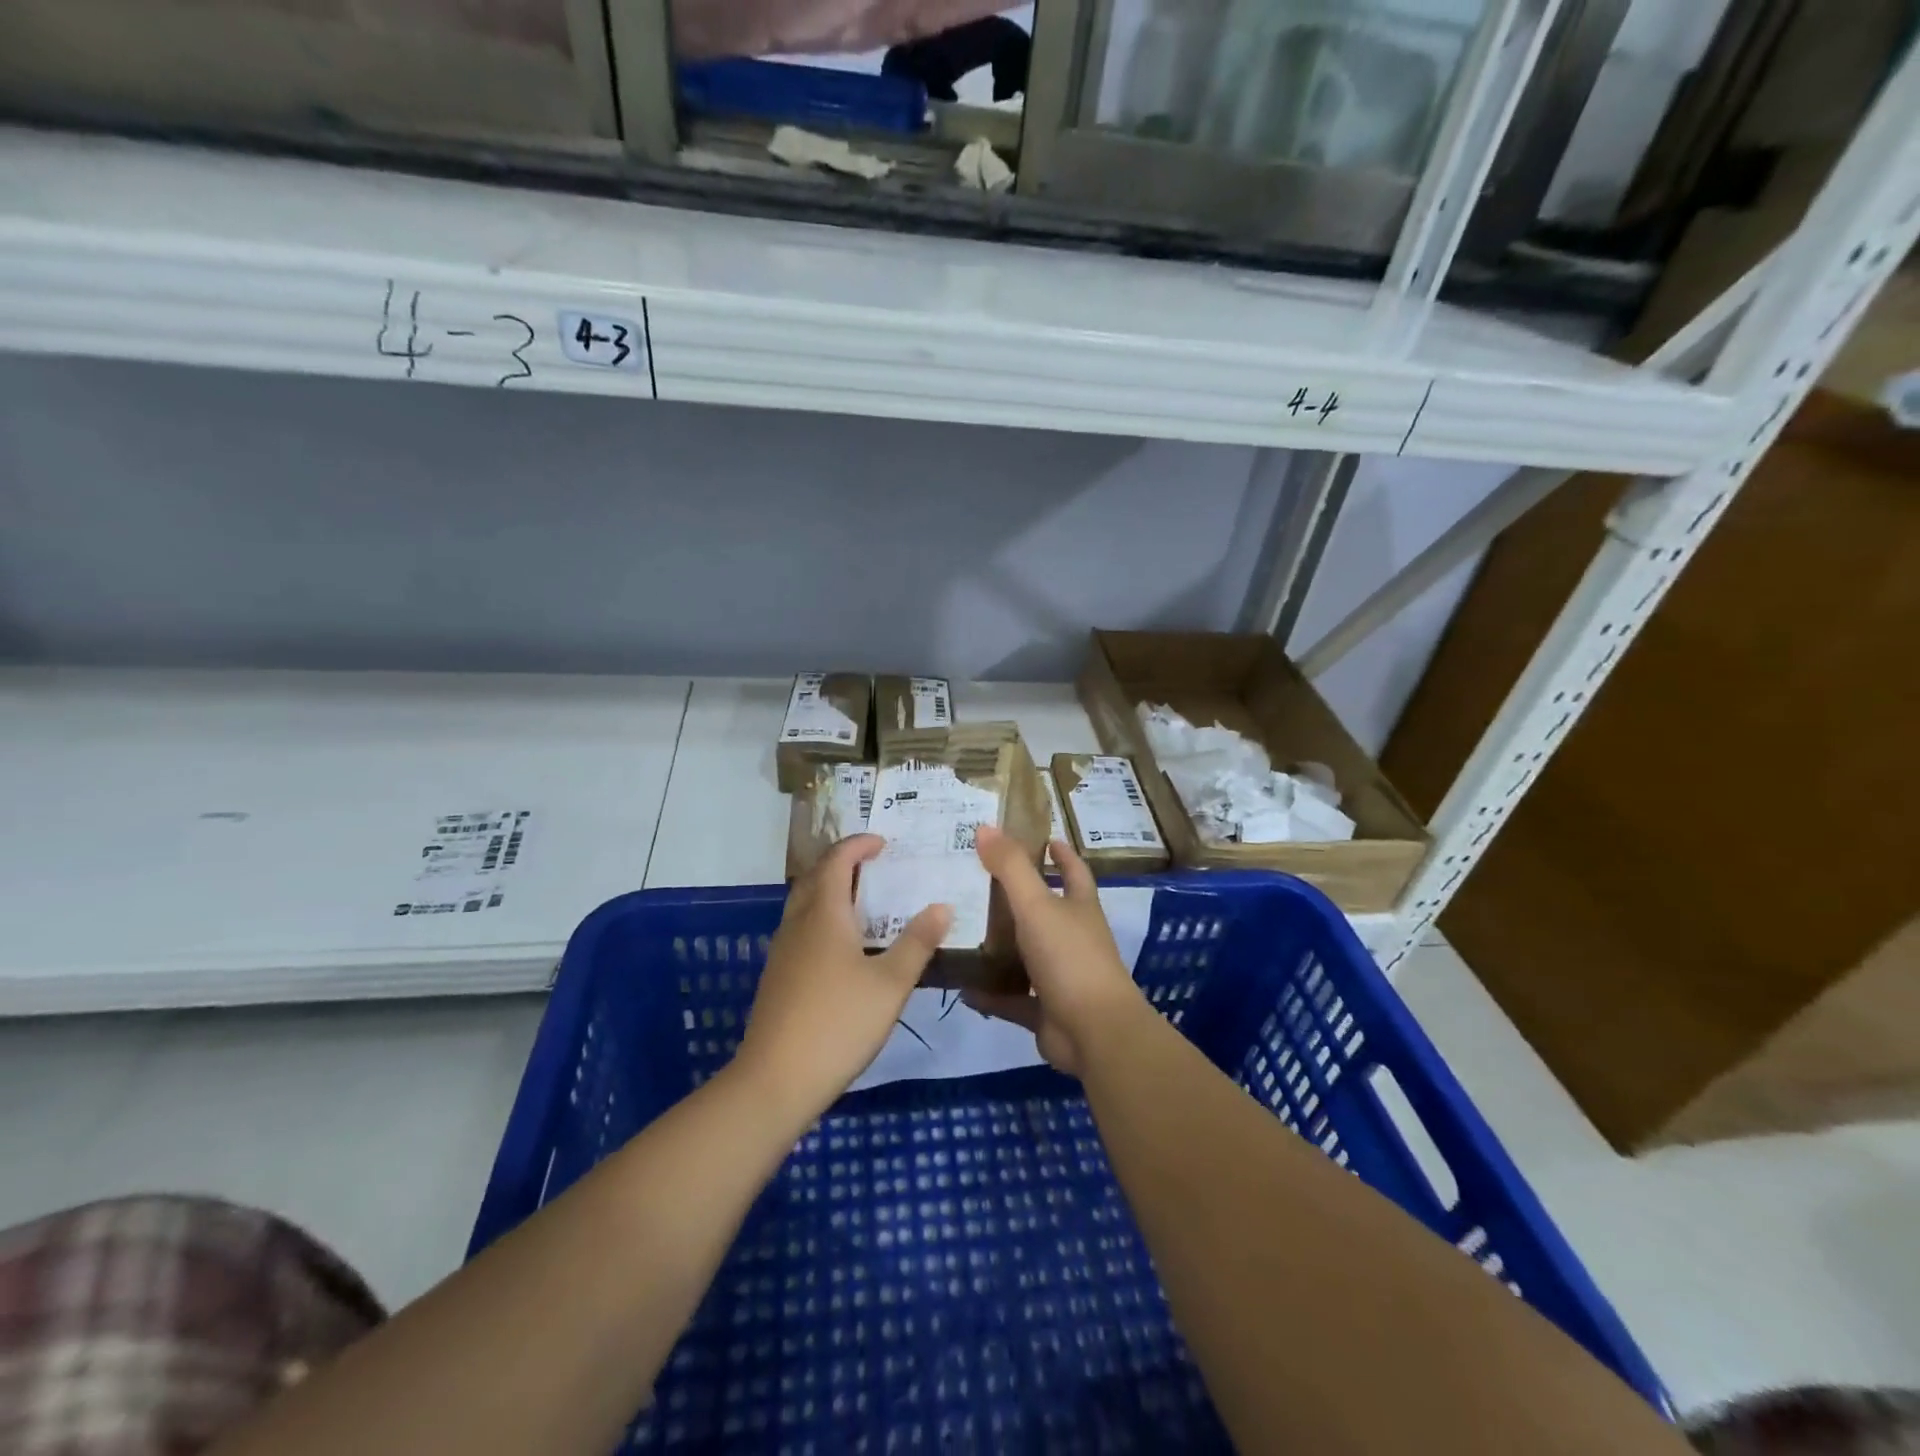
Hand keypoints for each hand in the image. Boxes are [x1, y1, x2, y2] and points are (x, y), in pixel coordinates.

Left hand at [737, 834, 949, 1118]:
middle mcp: (798, 923)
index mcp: (824, 914)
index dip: (858, 845)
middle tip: (875, 866)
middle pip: (815, 877)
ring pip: (804, 903)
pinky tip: (843, 947)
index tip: (883, 843)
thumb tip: (941, 906)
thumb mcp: (890, 984)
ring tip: (864, 902)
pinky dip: (823, 918)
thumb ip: (917, 943)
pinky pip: (801, 928)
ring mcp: (782, 951)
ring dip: (831, 891)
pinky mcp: (777, 976)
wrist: (775, 1079)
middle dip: (843, 863)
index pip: (836, 860)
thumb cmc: (839, 1023)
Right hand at [963, 826, 1145, 1076]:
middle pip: (1046, 911)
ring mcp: (1060, 976)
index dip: (1062, 853)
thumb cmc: (1070, 958)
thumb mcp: (1036, 905)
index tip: (1046, 838)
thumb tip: (985, 827)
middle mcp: (1073, 938)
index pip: (1073, 871)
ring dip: (1000, 946)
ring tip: (962, 930)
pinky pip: (1012, 998)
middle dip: (1018, 897)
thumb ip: (1010, 867)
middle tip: (978, 881)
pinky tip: (961, 986)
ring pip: (1026, 955)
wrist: (1094, 1032)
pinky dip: (990, 993)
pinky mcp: (1045, 1010)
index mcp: (1079, 908)